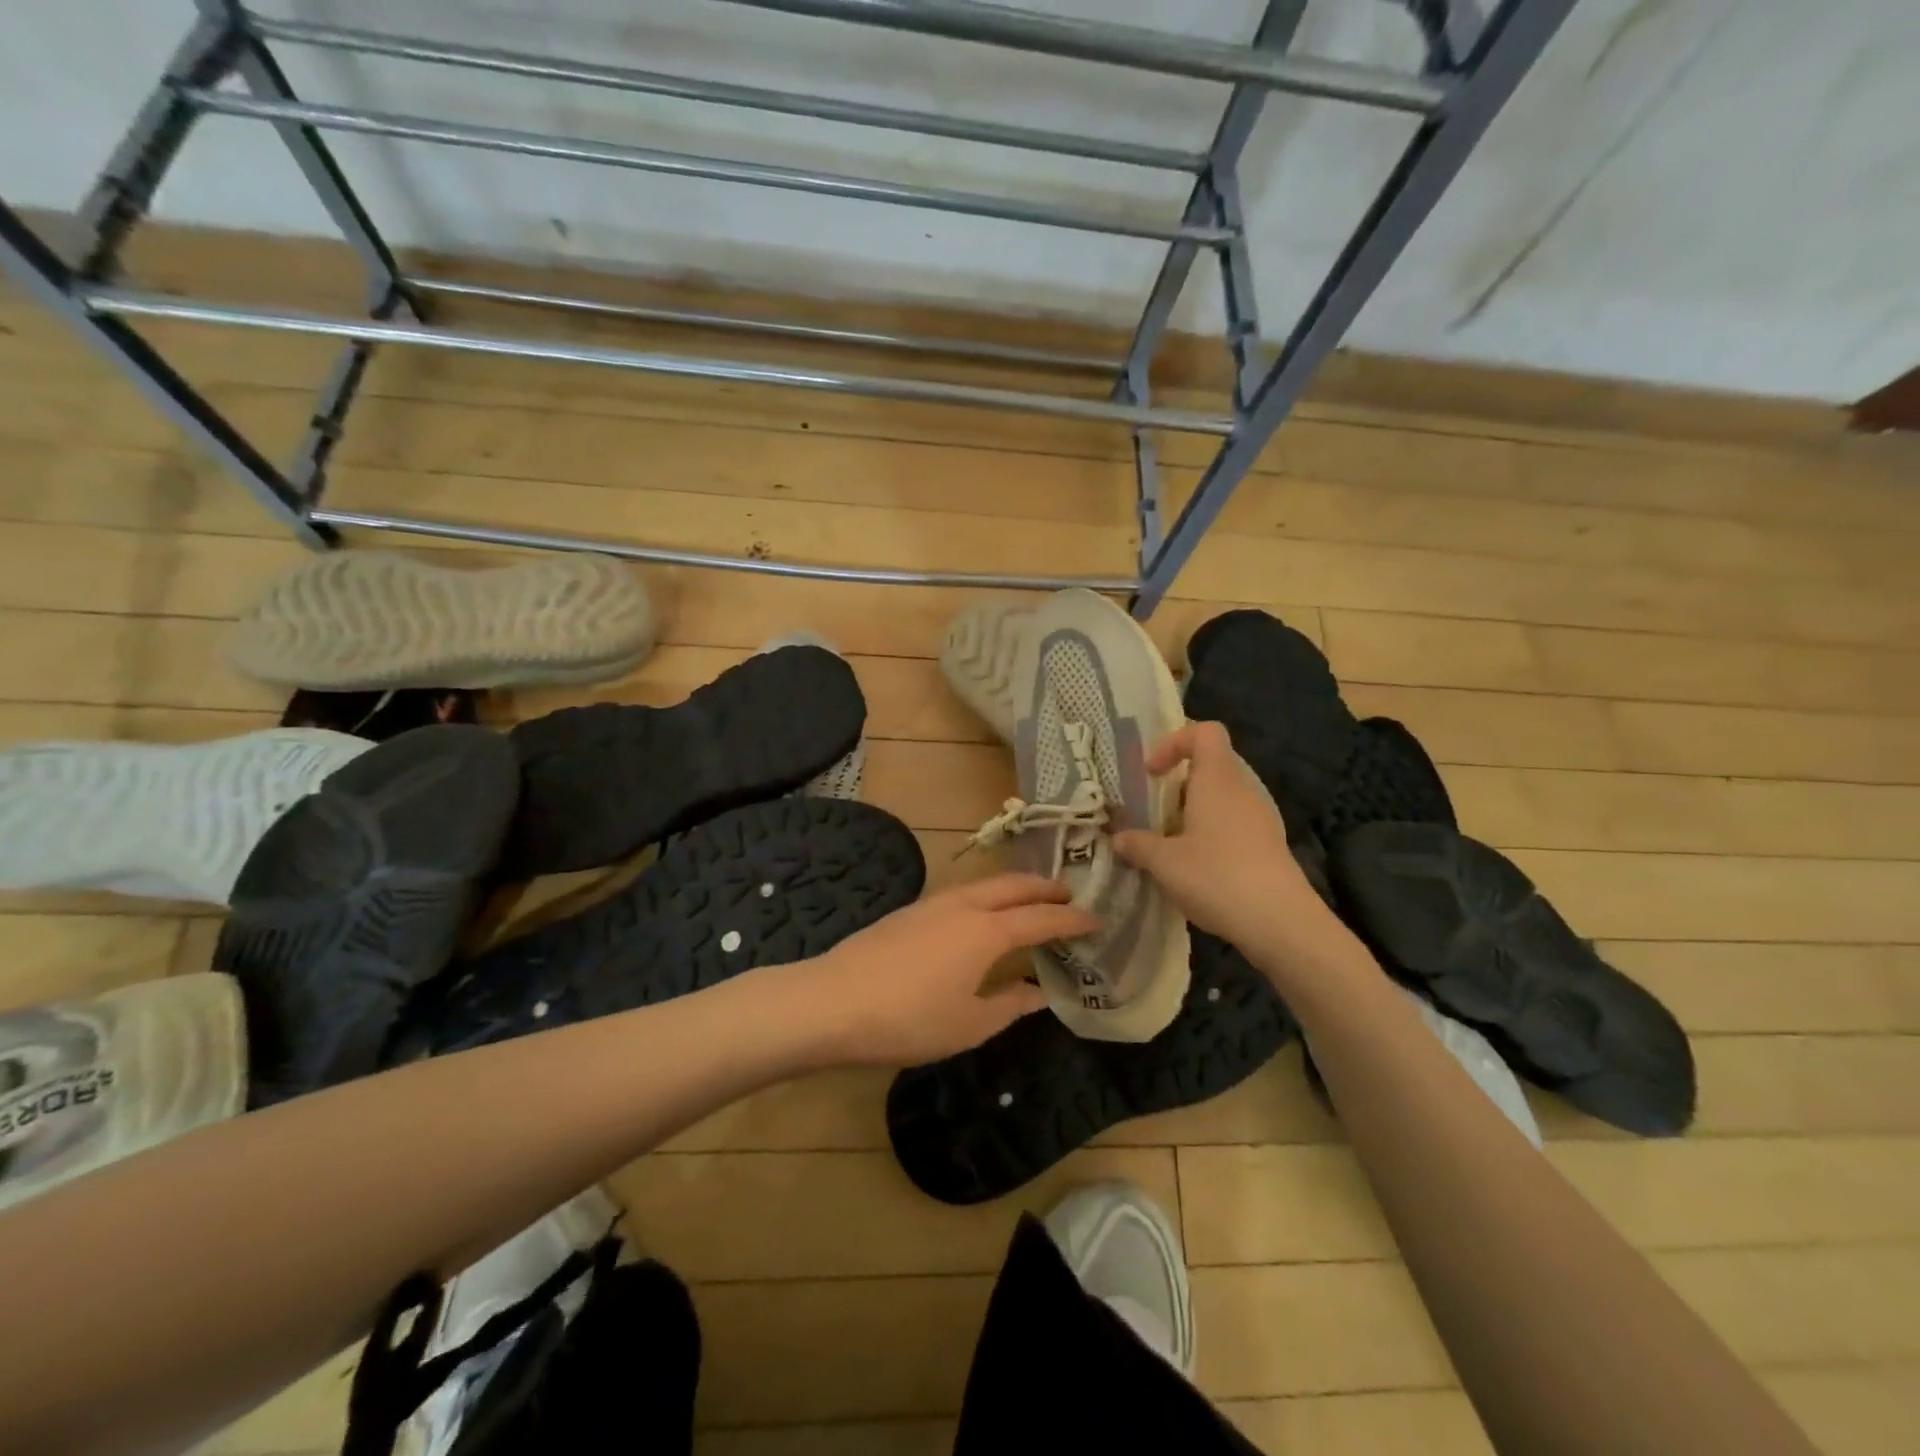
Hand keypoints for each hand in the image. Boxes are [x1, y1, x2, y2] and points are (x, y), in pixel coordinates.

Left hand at [791, 874, 1097, 1066]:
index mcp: (987, 931)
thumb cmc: (908, 1020)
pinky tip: (981, 915)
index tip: (1097, 919)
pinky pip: (962, 893)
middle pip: (1013, 886)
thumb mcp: (969, 1025)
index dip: (1071, 918)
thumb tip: (1038, 993)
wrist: (833, 1002)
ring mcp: (932, 904)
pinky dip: (986, 895)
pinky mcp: (909, 911)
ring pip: (985, 884)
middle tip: (1069, 894)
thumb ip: (1009, 1005)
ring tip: (1030, 899)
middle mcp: (964, 906)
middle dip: (1045, 887)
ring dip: (1014, 887)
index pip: (1041, 918)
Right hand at [1114, 721, 1327, 953]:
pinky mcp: (1268, 845)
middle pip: (1210, 766)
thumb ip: (1137, 844)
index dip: (1173, 742)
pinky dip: (1209, 835)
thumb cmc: (1217, 877)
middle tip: (1152, 813)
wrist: (1281, 923)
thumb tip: (1118, 837)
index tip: (1151, 773)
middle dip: (1176, 785)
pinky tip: (1194, 868)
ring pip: (1220, 798)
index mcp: (1218, 779)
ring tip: (1168, 845)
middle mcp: (1242, 789)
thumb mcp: (1164, 862)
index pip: (1204, 732)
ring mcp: (1260, 818)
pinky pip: (1232, 824)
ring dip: (1191, 813)